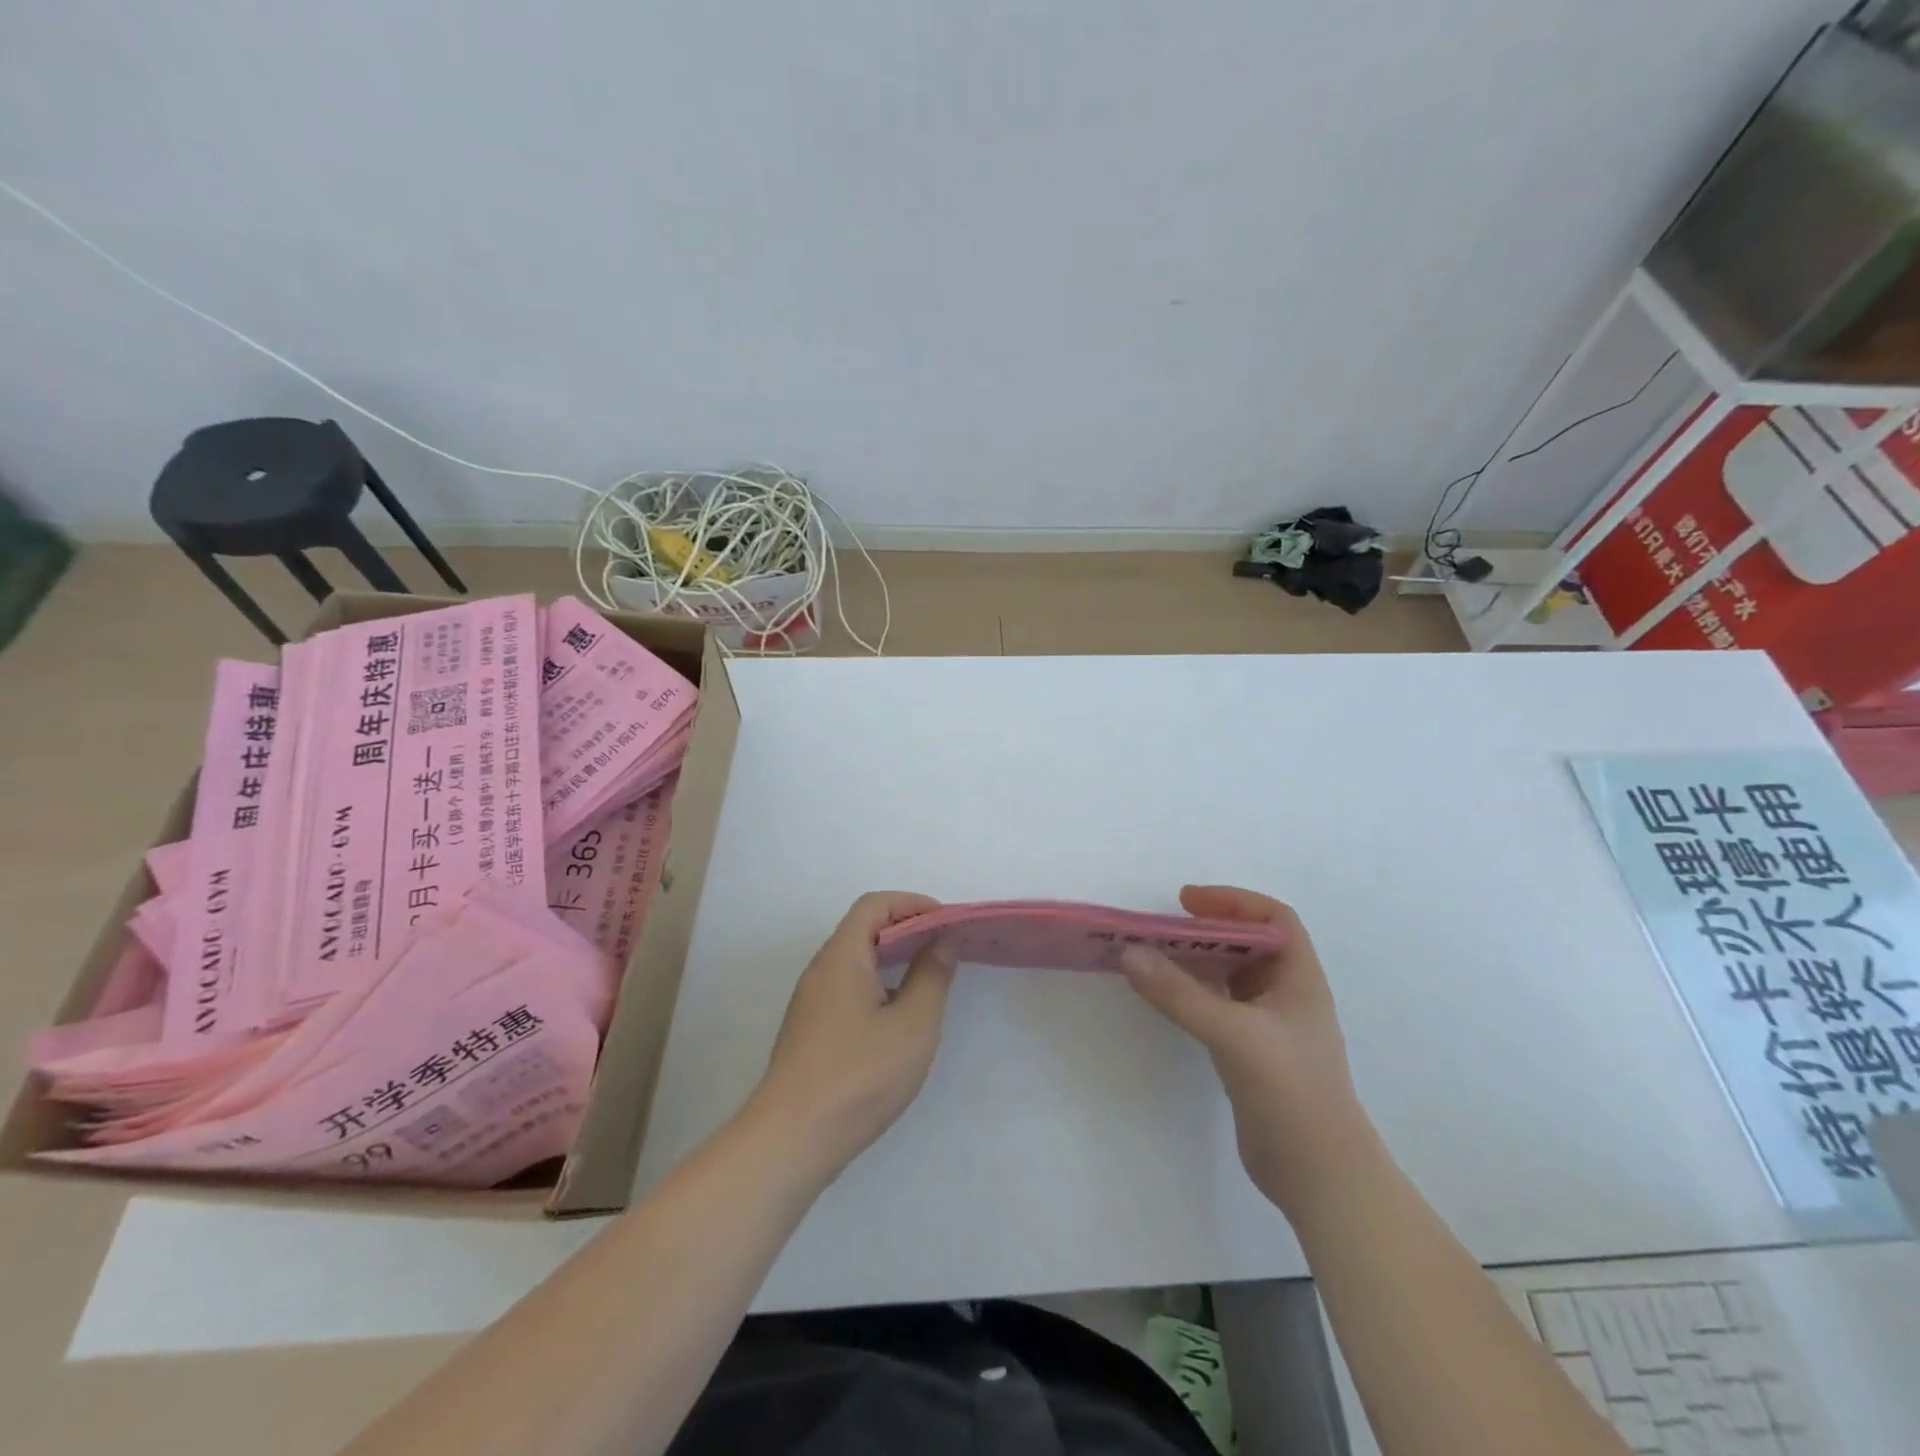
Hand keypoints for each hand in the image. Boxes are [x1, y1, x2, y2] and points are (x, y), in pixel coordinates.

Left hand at [744, 892, 956, 1184]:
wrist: (791, 1140)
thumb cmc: (859, 1076)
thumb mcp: (912, 1025)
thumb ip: (932, 976)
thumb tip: (942, 940)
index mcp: (842, 957)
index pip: (875, 905)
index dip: (913, 904)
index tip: (947, 923)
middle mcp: (821, 970)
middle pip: (863, 929)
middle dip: (907, 929)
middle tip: (945, 948)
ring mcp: (811, 1002)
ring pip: (855, 961)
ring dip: (892, 959)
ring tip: (929, 978)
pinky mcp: (810, 1031)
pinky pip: (848, 988)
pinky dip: (878, 984)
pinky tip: (898, 1017)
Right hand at [1121, 885, 1376, 1217]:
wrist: (1319, 1176)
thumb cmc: (1290, 1091)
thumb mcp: (1234, 1034)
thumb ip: (1179, 994)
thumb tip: (1128, 953)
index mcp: (1300, 978)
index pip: (1274, 919)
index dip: (1233, 901)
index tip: (1187, 902)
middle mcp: (1286, 996)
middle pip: (1247, 944)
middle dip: (1207, 929)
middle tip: (1162, 928)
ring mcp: (1269, 1027)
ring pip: (1231, 977)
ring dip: (1197, 961)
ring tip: (1155, 956)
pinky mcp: (1251, 1055)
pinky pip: (1219, 1007)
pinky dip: (1193, 994)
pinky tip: (1166, 998)